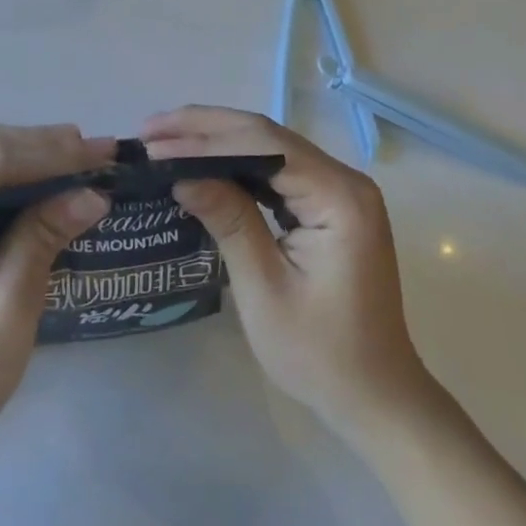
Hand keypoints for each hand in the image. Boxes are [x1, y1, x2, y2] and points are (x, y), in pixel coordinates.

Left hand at [0, 123, 110, 467]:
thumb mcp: (5, 311)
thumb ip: (42, 239)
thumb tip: (93, 192)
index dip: (48, 151)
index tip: (102, 151)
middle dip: (37, 144)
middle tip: (94, 151)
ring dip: (21, 152)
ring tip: (75, 157)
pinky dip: (1, 173)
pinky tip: (37, 179)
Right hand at [142, 106, 432, 436]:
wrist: (375, 397)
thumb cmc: (321, 354)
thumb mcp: (264, 289)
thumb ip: (228, 221)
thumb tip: (181, 174)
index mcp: (339, 197)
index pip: (263, 146)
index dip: (204, 138)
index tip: (154, 142)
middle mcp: (344, 180)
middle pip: (266, 135)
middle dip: (205, 128)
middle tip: (150, 129)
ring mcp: (339, 190)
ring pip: (269, 147)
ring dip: (217, 140)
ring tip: (166, 138)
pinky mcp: (329, 204)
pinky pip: (278, 169)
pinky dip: (236, 162)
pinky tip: (204, 162)